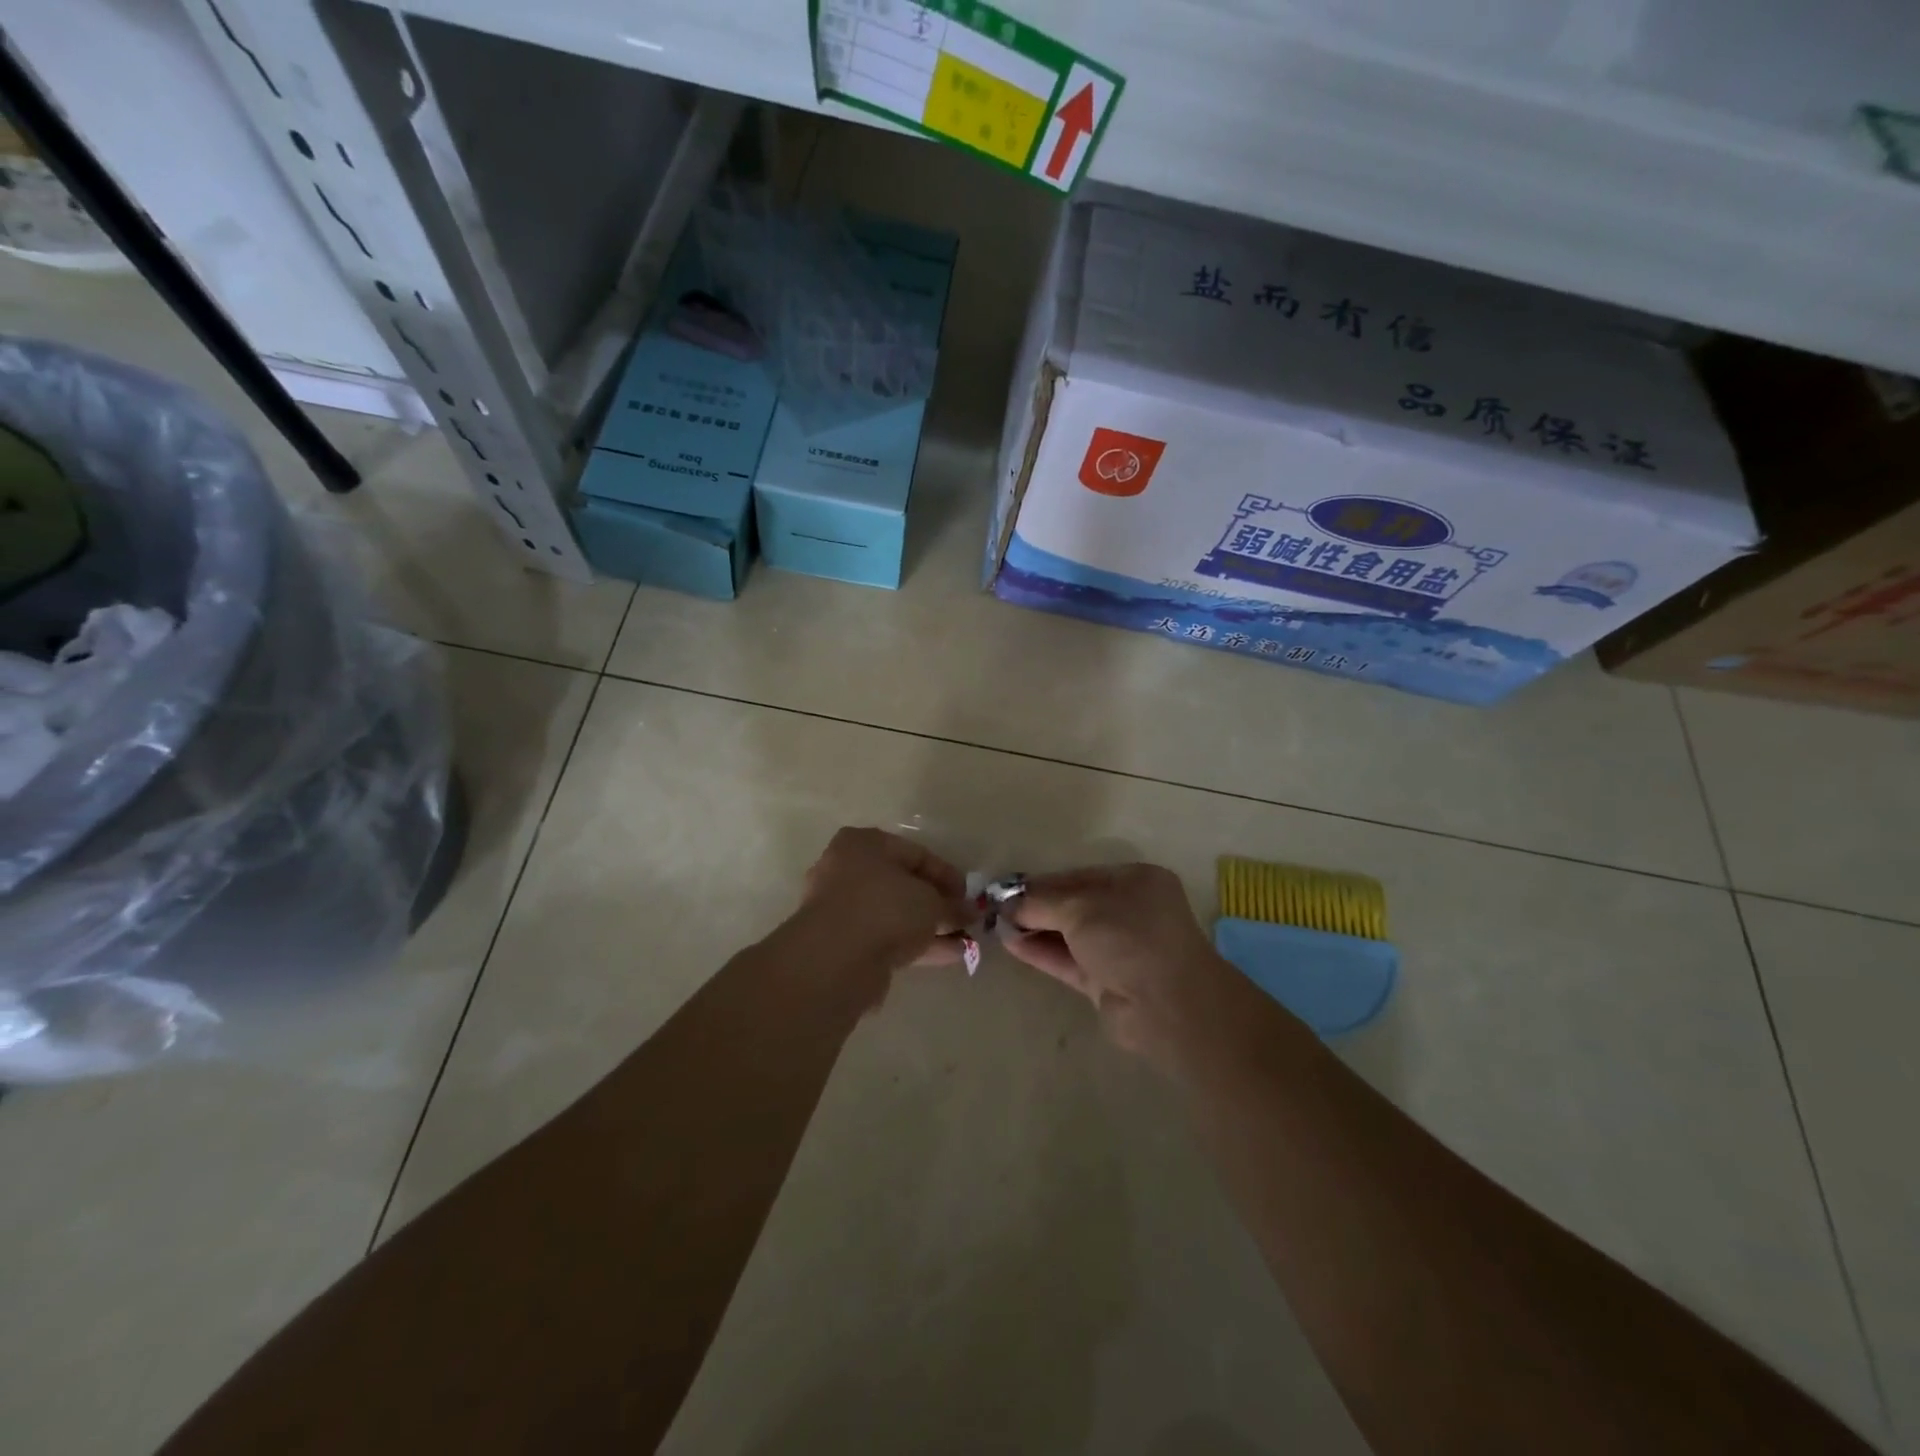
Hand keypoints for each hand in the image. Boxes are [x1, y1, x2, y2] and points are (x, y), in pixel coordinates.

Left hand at [797, 827, 970, 972]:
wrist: (837, 960)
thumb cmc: (886, 908)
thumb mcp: (931, 902)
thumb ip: (952, 906)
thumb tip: (970, 912)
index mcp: (864, 844)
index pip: (915, 854)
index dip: (947, 874)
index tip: (969, 895)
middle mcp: (847, 870)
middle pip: (902, 885)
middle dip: (936, 904)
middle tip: (964, 919)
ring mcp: (841, 909)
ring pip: (894, 914)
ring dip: (928, 927)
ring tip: (964, 942)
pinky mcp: (841, 944)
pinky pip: (885, 938)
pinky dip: (914, 944)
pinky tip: (948, 956)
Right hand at [1003, 863, 1254, 1067]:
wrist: (1167, 1006)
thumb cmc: (1130, 938)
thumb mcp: (1081, 908)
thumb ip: (1042, 902)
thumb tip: (1008, 903)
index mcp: (1136, 882)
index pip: (1080, 875)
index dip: (1044, 881)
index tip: (1009, 887)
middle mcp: (1130, 912)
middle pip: (1074, 904)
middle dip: (1037, 906)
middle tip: (997, 907)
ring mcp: (1119, 949)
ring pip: (1070, 934)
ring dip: (1036, 929)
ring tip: (996, 925)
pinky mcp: (1107, 981)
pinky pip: (1068, 960)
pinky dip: (1042, 952)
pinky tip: (1011, 944)